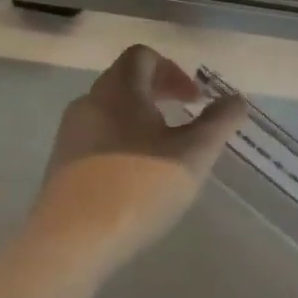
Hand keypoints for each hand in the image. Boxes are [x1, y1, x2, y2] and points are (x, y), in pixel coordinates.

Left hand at [27, 45, 247, 277]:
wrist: (71, 242)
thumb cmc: (138, 187)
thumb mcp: (192, 155)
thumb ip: (219, 123)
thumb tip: (237, 99)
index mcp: (118, 89)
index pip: (143, 56)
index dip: (173, 71)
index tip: (195, 100)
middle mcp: (89, 102)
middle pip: (125, 81)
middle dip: (159, 94)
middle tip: (186, 120)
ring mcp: (70, 134)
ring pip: (110, 111)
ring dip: (140, 120)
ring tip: (164, 152)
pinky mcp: (61, 165)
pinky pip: (96, 138)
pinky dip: (121, 143)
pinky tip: (136, 178)